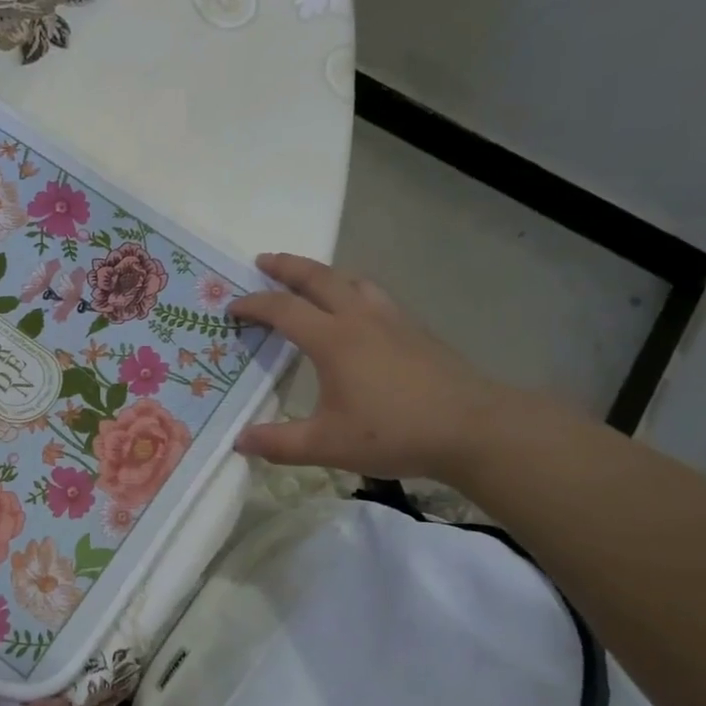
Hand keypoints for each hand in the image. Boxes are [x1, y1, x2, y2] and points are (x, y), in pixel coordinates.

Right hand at [228, 253, 512, 482]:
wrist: (473, 428)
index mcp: (333, 340)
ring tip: (310, 279)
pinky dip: (352, 290)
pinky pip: (374, 295)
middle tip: (263, 261)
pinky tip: (357, 310)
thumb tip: (239, 441)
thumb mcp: (326, 445)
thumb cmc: (394, 433)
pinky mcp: (416, 331)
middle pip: (319, 278)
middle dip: (287, 267)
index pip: (283, 310)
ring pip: (352, 281)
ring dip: (324, 273)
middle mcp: (360, 319)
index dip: (253, 305)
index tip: (232, 308)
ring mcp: (392, 320)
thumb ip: (278, 443)